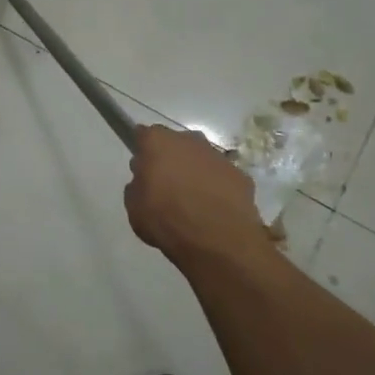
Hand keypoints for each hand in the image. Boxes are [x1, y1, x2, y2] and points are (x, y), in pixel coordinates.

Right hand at [124, 124, 269, 266]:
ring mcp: (218, 156)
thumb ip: (137, 186)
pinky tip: (214, 210)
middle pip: (175, 144)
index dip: (142, 150)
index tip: (142, 168)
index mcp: (157, 142)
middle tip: (166, 186)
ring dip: (195, 172)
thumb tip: (146, 181)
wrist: (217, 239)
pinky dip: (217, 188)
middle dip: (171, 159)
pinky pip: (222, 177)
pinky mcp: (240, 174)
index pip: (144, 135)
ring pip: (201, 159)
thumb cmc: (166, 219)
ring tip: (192, 201)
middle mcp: (189, 140)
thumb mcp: (134, 207)